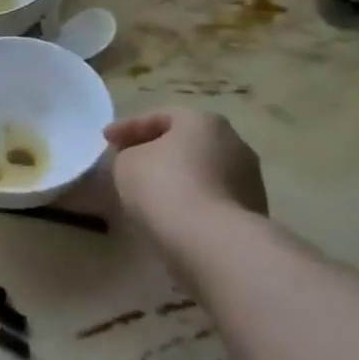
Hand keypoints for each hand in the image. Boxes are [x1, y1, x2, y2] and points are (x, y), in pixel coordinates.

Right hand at [103, 109, 266, 260]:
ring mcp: (249, 179)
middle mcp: (233, 143)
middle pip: (185, 143)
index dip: (127, 127)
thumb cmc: (165, 188)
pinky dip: (191, 202)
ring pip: (201, 172)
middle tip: (129, 163)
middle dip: (156, 151)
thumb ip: (128, 154)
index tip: (105, 140)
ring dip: (177, 178)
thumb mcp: (126, 163)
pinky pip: (212, 199)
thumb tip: (139, 162)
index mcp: (204, 121)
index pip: (159, 116)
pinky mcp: (252, 213)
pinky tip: (171, 215)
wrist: (214, 243)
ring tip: (149, 194)